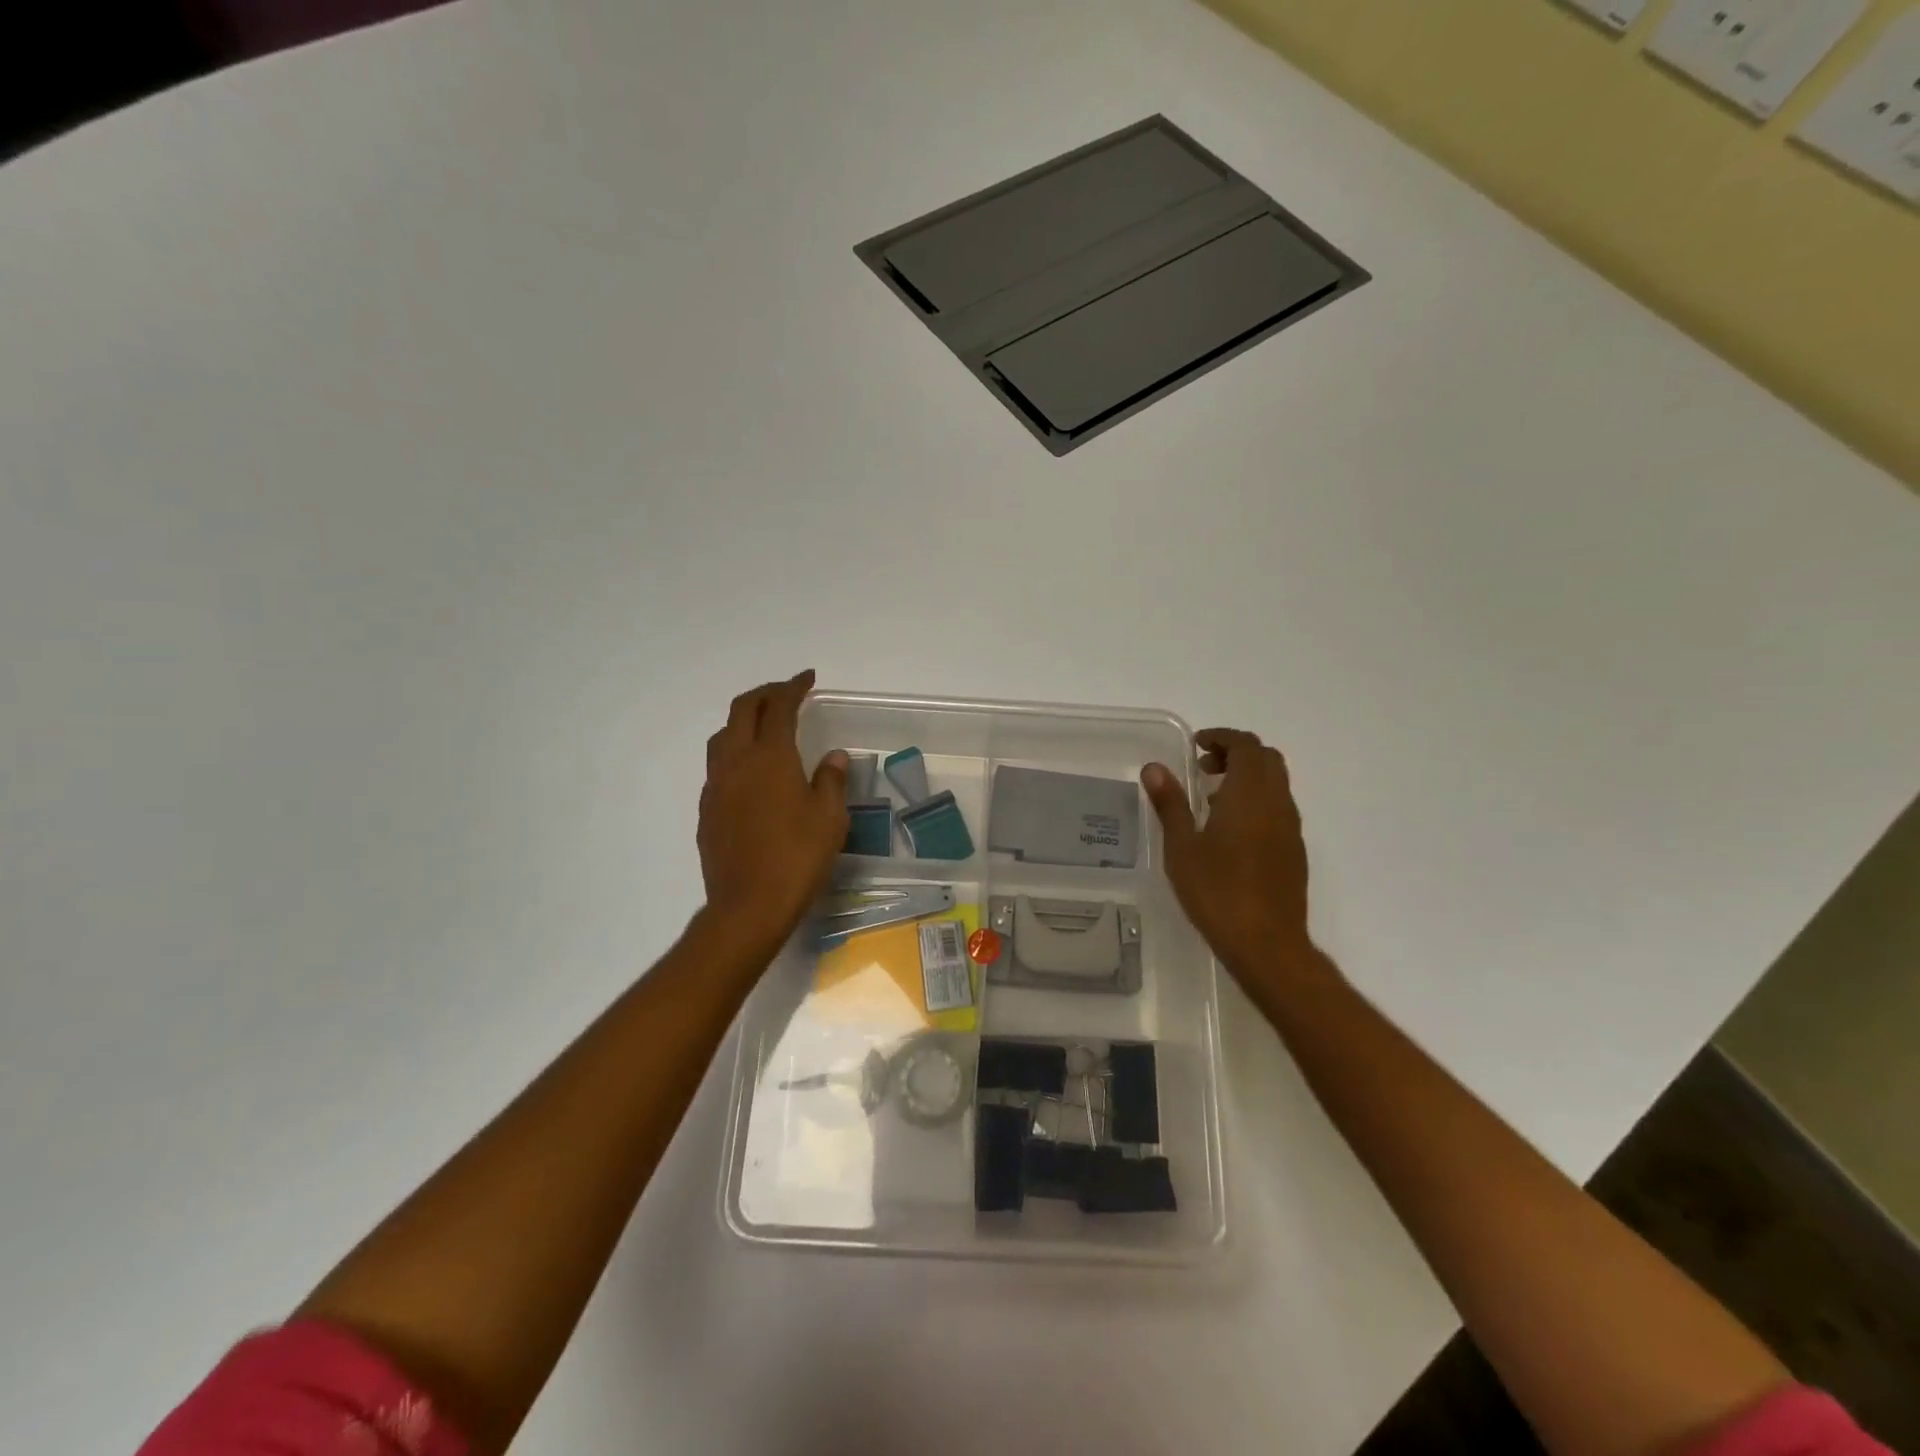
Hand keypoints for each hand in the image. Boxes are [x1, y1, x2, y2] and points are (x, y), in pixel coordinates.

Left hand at [698, 671, 847, 953]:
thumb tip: (833, 757)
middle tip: (786, 694)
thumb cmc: (797, 857)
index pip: (779, 707)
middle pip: (742, 710)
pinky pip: (718, 767)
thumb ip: (831, 780)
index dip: (793, 687)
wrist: (748, 905)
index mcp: (770, 757)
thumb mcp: (829, 818)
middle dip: (764, 694)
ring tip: (765, 728)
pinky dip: (735, 753)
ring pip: (723, 736)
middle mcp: (737, 762)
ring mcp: (716, 786)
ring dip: (743, 721)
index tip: (807, 679)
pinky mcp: (707, 810)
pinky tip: (752, 774)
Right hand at [1141, 728, 1315, 980]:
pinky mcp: (1294, 850)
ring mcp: (1290, 828)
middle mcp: (1277, 803)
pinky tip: (1230, 831)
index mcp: (1249, 795)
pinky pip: (1278, 808)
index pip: (1245, 746)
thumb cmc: (1217, 892)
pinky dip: (1256, 800)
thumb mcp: (1182, 847)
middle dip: (1236, 753)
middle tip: (1204, 766)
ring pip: (1275, 783)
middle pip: (1266, 759)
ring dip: (1247, 777)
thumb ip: (1170, 804)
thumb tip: (1154, 768)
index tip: (1196, 745)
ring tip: (1211, 798)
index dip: (1222, 737)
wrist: (1267, 944)